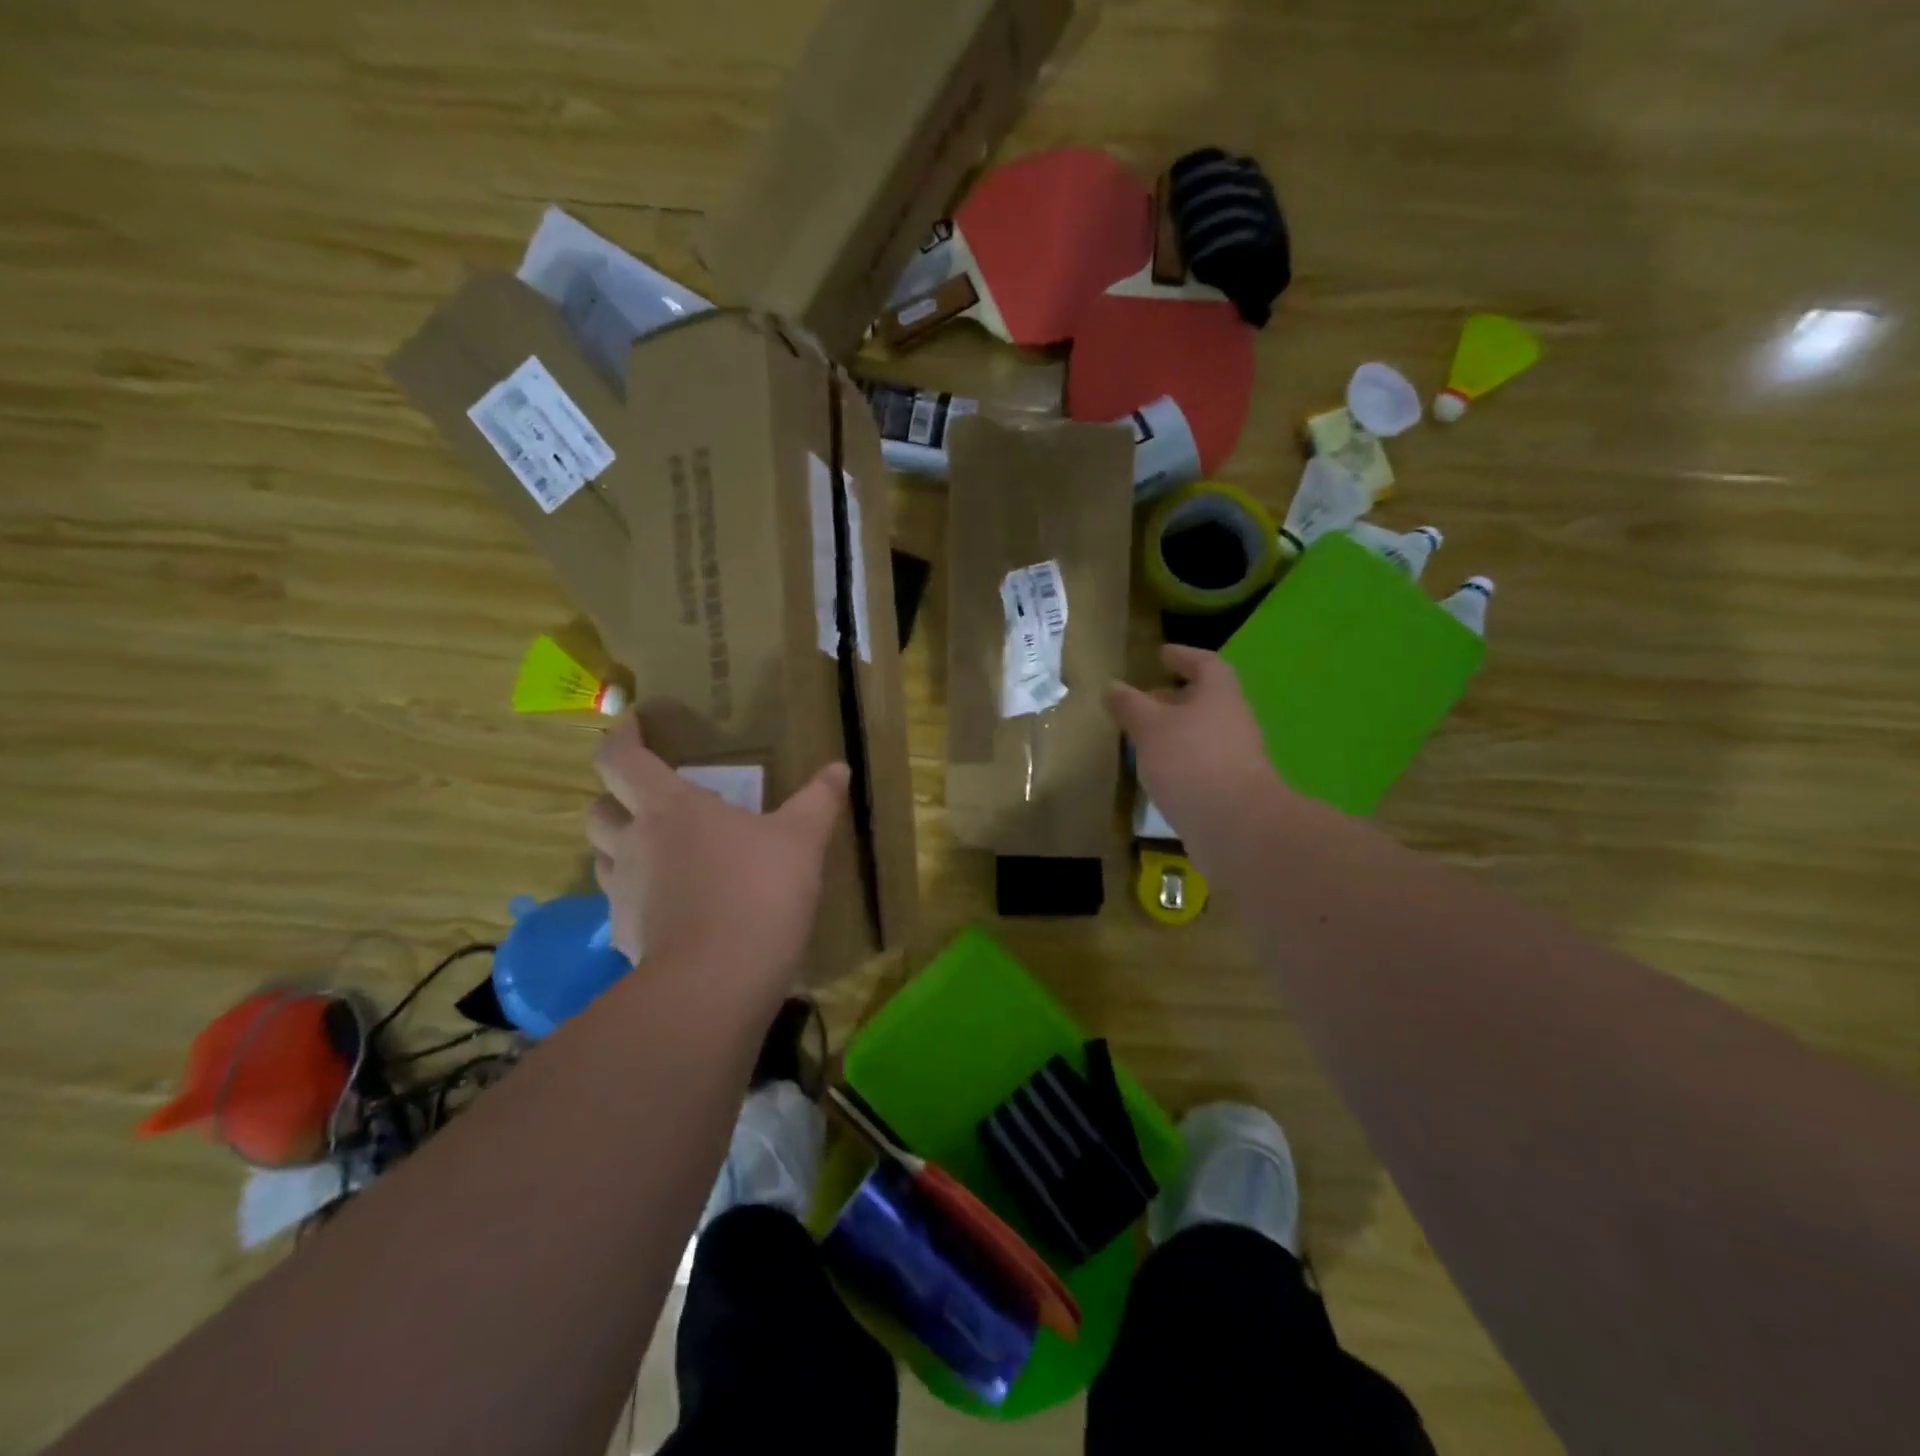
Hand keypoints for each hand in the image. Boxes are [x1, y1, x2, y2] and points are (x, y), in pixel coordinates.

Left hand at [586, 717, 849, 985]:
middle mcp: (634, 844)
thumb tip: (839, 768)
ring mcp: (623, 894)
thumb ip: (819, 800)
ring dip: (621, 848)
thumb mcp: (802, 840)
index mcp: (670, 808)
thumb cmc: (759, 891)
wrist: (720, 980)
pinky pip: (620, 908)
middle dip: (615, 799)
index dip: (621, 737)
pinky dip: (637, 900)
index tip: (634, 725)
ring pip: (602, 858)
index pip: (620, 759)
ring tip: (659, 854)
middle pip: (598, 810)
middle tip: (651, 801)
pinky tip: (671, 910)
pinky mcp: (625, 938)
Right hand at [1105, 645, 1278, 844]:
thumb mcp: (1149, 727)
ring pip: (1201, 733)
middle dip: (1173, 697)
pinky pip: (1200, 762)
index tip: (1161, 655)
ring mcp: (1235, 756)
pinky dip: (1179, 760)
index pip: (1204, 663)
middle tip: (1142, 700)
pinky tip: (1156, 772)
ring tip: (1142, 737)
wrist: (1235, 826)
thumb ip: (1129, 705)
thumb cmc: (1190, 761)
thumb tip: (1112, 686)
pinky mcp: (1230, 787)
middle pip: (1204, 699)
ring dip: (1174, 731)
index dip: (1182, 656)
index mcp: (1219, 694)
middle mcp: (1233, 720)